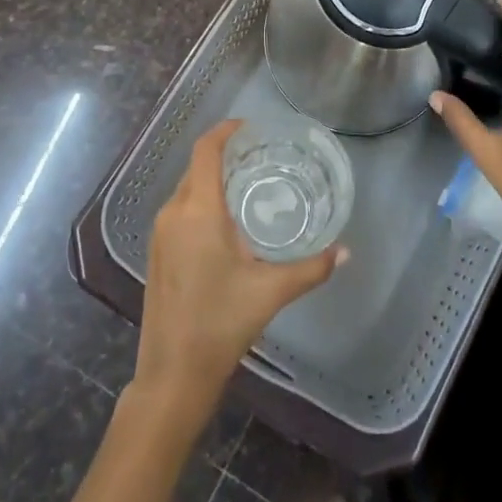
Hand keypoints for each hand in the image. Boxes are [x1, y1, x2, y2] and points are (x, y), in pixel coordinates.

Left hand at [134, 120, 346, 417]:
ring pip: (187, 189)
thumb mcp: (271, 292)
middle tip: (260, 155)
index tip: (251, 126)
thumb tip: (345, 252)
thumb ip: (311, 268)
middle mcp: (173, 212)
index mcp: (198, 211)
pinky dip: (201, 200)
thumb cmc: (220, 324)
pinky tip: (226, 221)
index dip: (225, 131)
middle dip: (224, 154)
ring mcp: (160, 233)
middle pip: (196, 167)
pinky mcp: (156, 252)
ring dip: (212, 179)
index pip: (206, 150)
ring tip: (248, 183)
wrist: (171, 375)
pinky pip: (180, 209)